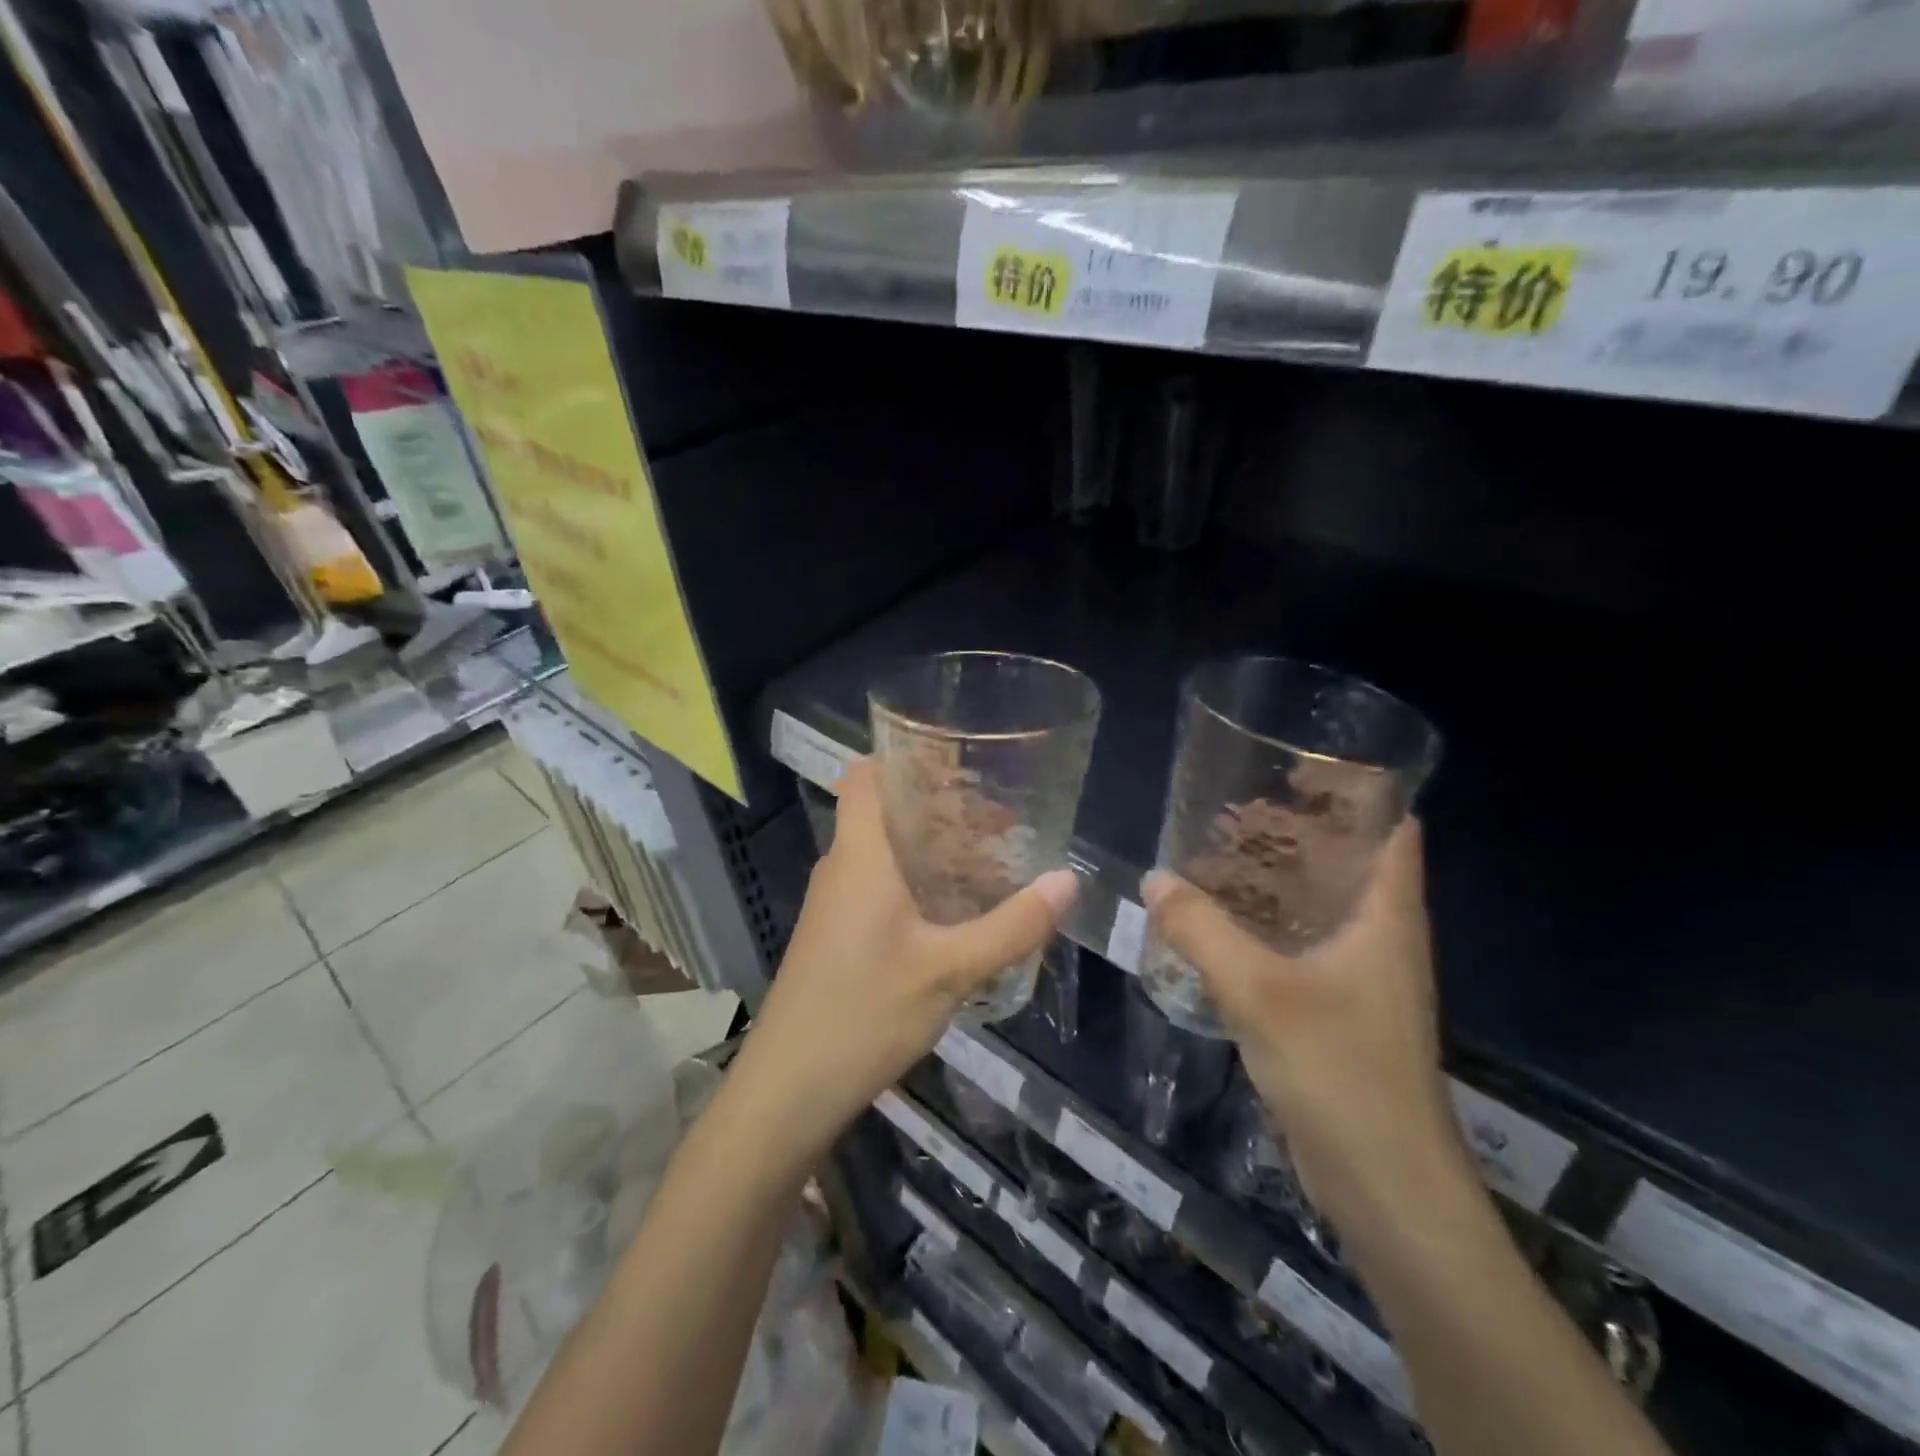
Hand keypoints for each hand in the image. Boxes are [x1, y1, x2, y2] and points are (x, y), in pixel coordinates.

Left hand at [729, 759, 1075, 1162]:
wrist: (789, 1090)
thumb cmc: (865, 1012)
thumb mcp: (950, 970)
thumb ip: (1011, 926)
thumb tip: (1067, 881)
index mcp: (860, 855)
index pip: (865, 776)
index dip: (904, 758)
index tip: (960, 760)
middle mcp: (841, 868)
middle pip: (883, 811)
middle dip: (938, 807)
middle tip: (998, 816)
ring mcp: (834, 905)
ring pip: (883, 853)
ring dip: (930, 849)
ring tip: (989, 858)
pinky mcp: (835, 936)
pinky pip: (878, 887)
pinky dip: (916, 882)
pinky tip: (955, 911)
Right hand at [1142, 821, 1468, 1233]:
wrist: (1387, 1187)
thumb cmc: (1339, 1072)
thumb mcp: (1258, 991)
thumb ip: (1201, 930)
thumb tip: (1154, 880)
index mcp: (1387, 915)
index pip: (1392, 827)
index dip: (1356, 790)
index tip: (1296, 766)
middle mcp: (1382, 935)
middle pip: (1347, 859)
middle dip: (1295, 829)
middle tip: (1233, 806)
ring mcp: (1363, 975)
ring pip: (1320, 904)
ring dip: (1276, 878)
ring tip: (1217, 854)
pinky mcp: (1340, 1009)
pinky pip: (1302, 944)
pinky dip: (1267, 923)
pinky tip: (1221, 923)